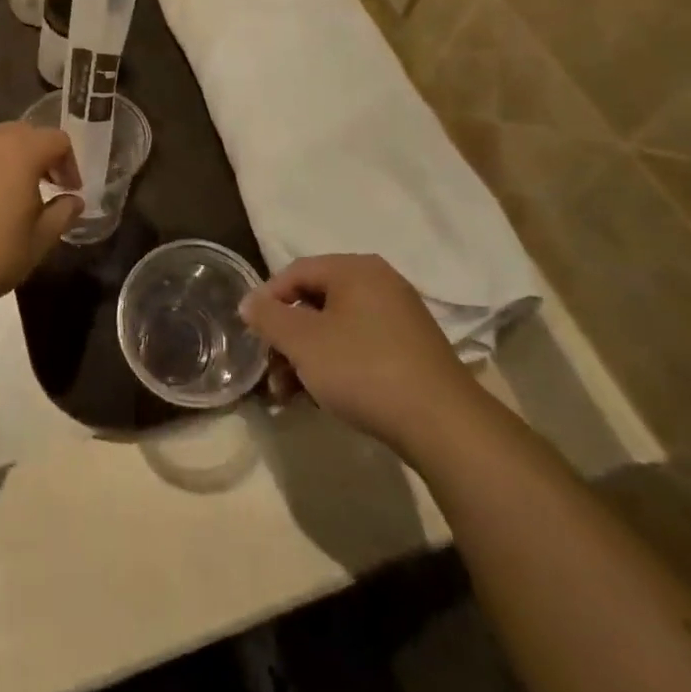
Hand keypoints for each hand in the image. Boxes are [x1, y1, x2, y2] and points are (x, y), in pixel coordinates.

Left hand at [0, 124, 80, 316]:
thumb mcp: (39, 241)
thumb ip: (62, 214)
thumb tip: (73, 201)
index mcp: (20, 151)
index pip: (56, 140)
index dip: (69, 164)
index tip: (70, 191)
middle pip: (23, 134)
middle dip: (39, 156)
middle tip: (46, 187)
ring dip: (8, 161)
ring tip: (10, 196)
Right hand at [240, 255, 482, 456]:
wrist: (441, 422)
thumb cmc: (363, 369)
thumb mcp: (303, 342)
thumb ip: (269, 317)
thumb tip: (248, 301)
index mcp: (355, 269)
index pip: (296, 271)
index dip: (267, 299)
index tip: (250, 333)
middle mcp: (379, 282)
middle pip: (316, 301)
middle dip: (286, 337)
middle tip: (269, 371)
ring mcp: (399, 316)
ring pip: (336, 328)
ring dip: (306, 357)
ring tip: (288, 395)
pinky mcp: (410, 349)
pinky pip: (359, 346)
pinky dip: (335, 365)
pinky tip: (322, 398)